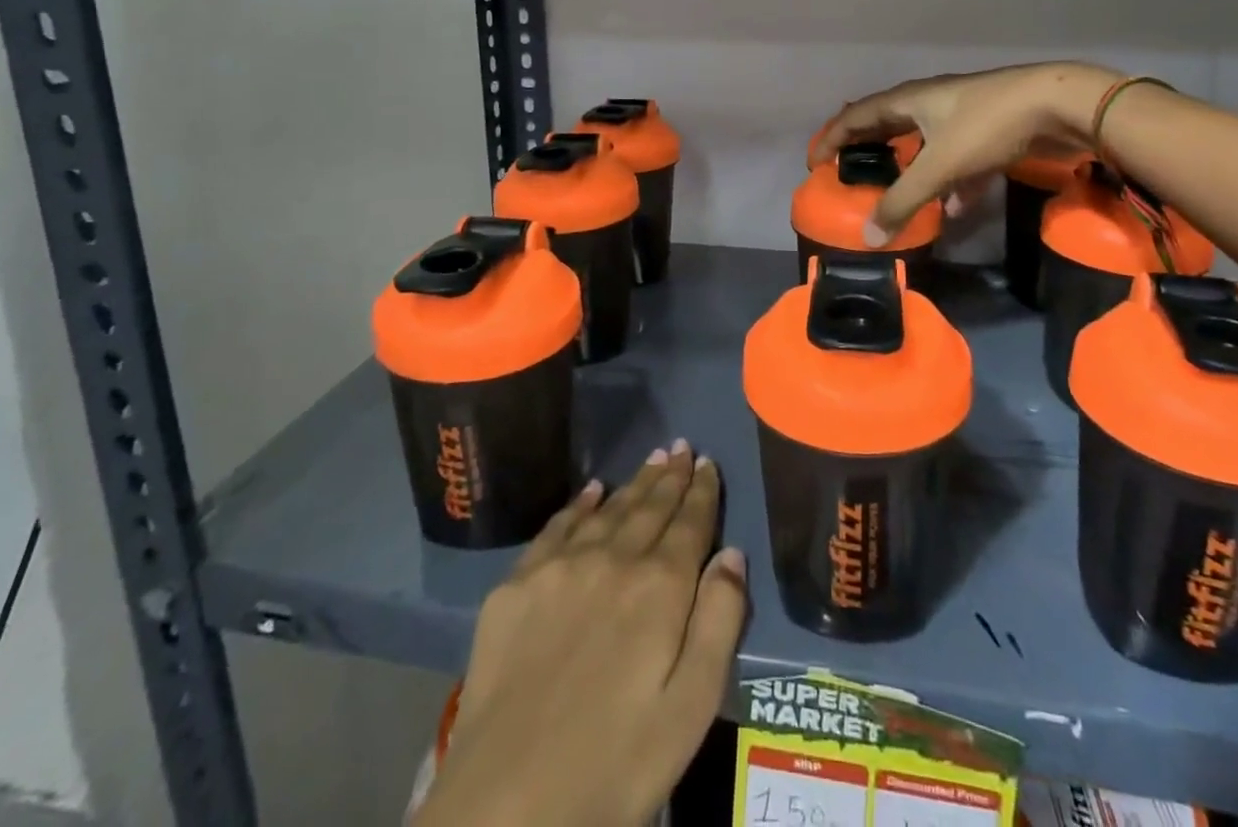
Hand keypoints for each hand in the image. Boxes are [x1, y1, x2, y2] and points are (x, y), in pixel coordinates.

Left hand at [416, 442, 747, 826]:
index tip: (707, 462)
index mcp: (659, 588)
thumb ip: (719, 623)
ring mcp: (559, 568)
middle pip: (649, 507)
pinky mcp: (515, 586)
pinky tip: (591, 491)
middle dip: (670, 476)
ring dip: (633, 483)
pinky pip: (556, 527)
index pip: (689, 523)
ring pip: (608, 510)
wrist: (505, 807)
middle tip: (682, 447)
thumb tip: (731, 553)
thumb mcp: (690, 710)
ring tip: (652, 459)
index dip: (702, 491)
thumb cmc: (615, 766)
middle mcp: (612, 560)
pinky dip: (579, 505)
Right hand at [809, 62, 1121, 237]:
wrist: (1059, 104)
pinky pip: (953, 159)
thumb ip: (904, 201)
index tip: (814, 164)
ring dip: (907, 170)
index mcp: (908, 101)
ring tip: (894, 196)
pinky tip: (952, 208)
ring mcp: (958, 116)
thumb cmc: (988, 125)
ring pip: (921, 145)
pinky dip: (946, 182)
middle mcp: (928, 103)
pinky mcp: (985, 132)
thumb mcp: (940, 165)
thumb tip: (870, 237)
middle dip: (867, 152)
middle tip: (848, 176)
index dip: (831, 138)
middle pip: (886, 127)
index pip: (856, 117)